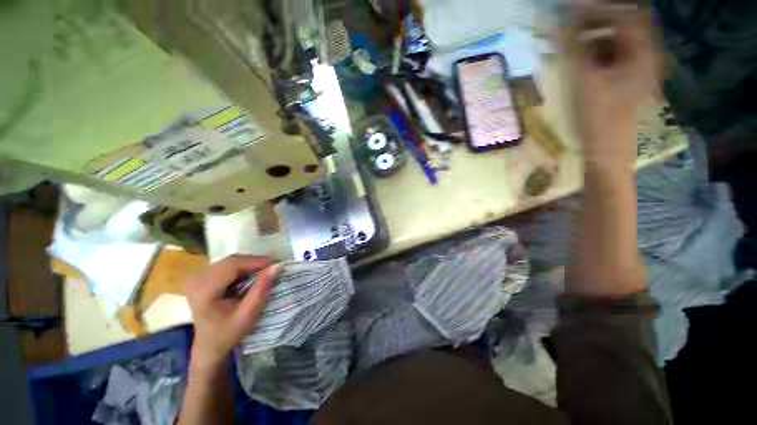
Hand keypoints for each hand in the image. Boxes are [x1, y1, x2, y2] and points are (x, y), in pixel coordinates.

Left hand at [184, 255, 281, 367]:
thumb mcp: (248, 314)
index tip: (276, 265)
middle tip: (273, 268)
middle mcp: (197, 279)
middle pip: (231, 261)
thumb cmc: (227, 333)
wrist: (209, 346)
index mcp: (204, 290)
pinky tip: (251, 276)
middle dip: (255, 262)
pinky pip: (227, 265)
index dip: (256, 261)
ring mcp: (198, 277)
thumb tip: (278, 266)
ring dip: (249, 264)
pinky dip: (242, 268)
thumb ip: (261, 289)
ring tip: (264, 272)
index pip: (233, 265)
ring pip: (230, 261)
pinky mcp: (202, 278)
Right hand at [562, 6, 660, 167]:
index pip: (624, 13)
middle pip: (624, 23)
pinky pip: (614, 55)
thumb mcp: (584, 80)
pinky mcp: (627, 79)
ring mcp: (638, 67)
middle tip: (570, 24)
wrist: (607, 150)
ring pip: (618, 39)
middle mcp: (645, 54)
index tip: (569, 10)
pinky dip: (597, 51)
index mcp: (642, 52)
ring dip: (595, 35)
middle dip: (596, 19)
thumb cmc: (599, 117)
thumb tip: (558, 22)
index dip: (597, 7)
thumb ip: (573, 47)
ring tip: (571, 42)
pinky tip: (581, 59)